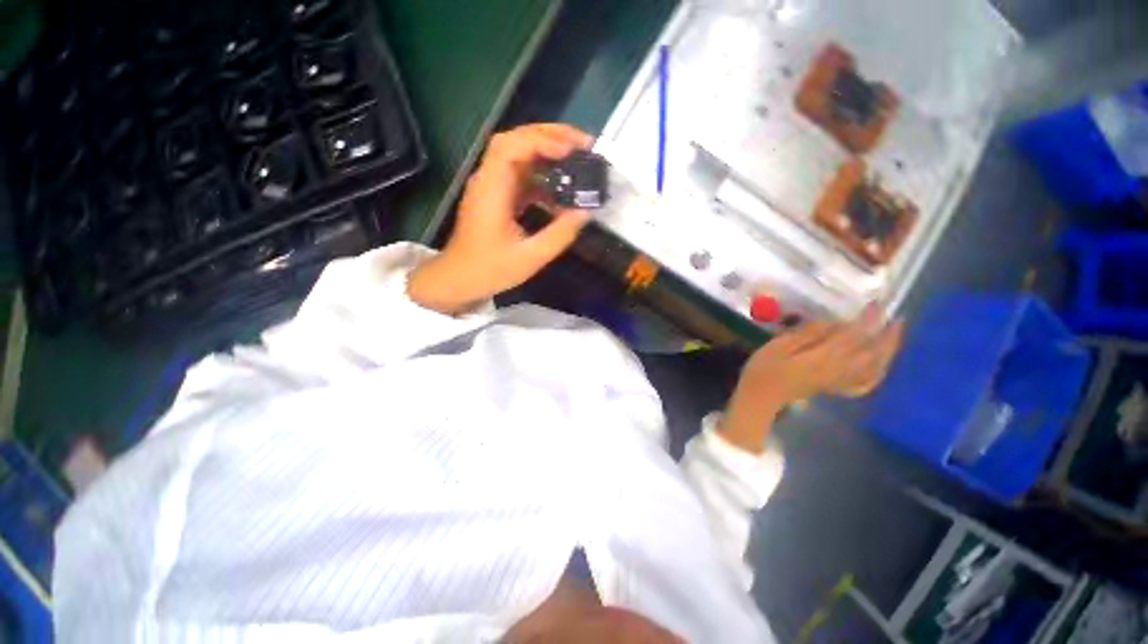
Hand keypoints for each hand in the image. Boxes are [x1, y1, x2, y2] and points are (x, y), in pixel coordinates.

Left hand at [408, 123, 594, 313]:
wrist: (459, 279)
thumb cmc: (490, 270)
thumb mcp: (530, 257)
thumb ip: (560, 234)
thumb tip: (586, 212)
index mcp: (492, 189)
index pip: (511, 146)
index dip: (542, 141)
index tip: (573, 150)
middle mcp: (489, 179)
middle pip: (516, 141)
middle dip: (551, 137)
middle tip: (583, 145)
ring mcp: (492, 186)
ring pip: (520, 156)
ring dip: (549, 153)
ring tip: (578, 160)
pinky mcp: (498, 196)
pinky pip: (522, 176)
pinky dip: (543, 176)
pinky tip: (561, 188)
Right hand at [719, 305, 904, 453]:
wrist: (760, 396)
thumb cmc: (763, 368)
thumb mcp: (778, 345)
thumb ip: (806, 334)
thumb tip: (831, 323)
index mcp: (823, 358)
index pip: (854, 336)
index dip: (867, 320)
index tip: (875, 304)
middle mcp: (838, 371)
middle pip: (872, 354)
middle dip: (887, 335)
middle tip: (895, 318)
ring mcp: (839, 382)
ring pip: (874, 368)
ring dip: (888, 353)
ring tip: (892, 337)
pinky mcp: (835, 388)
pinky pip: (864, 384)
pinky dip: (876, 375)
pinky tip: (879, 366)